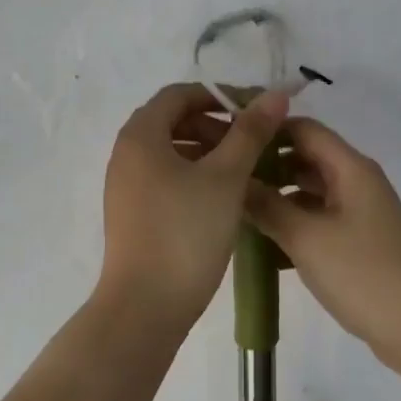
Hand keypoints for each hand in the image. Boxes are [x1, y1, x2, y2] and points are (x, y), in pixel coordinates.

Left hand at [97, 83, 289, 330]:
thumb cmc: (186, 232)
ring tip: (244, 170)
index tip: (254, 112)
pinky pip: (164, 179)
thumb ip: (250, 132)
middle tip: (252, 143)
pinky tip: (222, 197)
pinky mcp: (132, 214)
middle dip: (214, 124)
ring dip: (206, 152)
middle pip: (172, 122)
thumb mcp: (226, 178)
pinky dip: (193, 176)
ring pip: (169, 153)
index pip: (178, 94)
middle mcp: (125, 155)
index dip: (218, 95)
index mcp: (141, 136)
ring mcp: (125, 187)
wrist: (146, 306)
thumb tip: (275, 94)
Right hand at [244, 118, 400, 362]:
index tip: (227, 141)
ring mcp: (359, 214)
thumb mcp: (307, 238)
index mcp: (350, 169)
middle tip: (223, 180)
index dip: (266, 130)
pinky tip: (261, 246)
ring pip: (309, 193)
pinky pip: (317, 221)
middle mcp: (356, 183)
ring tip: (233, 212)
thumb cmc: (364, 274)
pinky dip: (291, 226)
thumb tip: (232, 180)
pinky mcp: (358, 243)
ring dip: (276, 199)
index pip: (303, 129)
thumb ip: (266, 206)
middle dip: (266, 167)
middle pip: (305, 160)